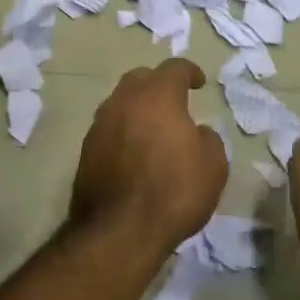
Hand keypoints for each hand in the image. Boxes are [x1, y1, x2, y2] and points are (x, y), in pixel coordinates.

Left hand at [70, 59, 227, 256]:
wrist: (119, 230)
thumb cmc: (174, 192)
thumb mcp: (213, 166)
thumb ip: (207, 139)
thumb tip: (194, 132)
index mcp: (157, 96)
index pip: (174, 69)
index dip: (189, 71)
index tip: (199, 82)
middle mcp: (124, 101)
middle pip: (140, 78)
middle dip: (157, 84)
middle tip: (173, 101)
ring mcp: (99, 125)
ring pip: (120, 102)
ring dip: (137, 108)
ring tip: (153, 128)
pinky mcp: (85, 150)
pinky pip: (108, 128)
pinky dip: (123, 131)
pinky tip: (134, 151)